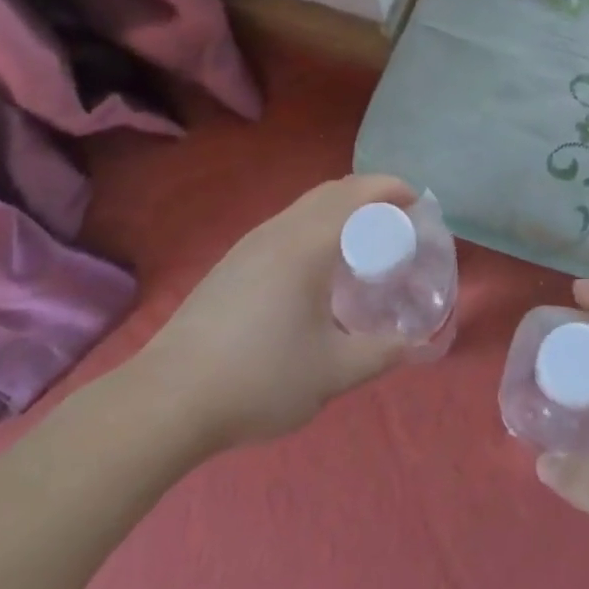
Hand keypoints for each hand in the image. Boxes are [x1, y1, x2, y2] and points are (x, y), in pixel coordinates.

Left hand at [135, 175, 415, 450]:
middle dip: (371, 194)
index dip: (393, 189)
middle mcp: (278, 231)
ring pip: (305, 206)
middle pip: (331, 191)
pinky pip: (286, 225)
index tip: (420, 204)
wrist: (168, 399)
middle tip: (400, 221)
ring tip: (365, 242)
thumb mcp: (333, 373)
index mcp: (306, 245)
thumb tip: (417, 344)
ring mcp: (249, 245)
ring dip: (341, 209)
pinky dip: (316, 226)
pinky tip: (318, 268)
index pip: (358, 195)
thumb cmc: (259, 379)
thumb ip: (381, 353)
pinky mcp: (231, 263)